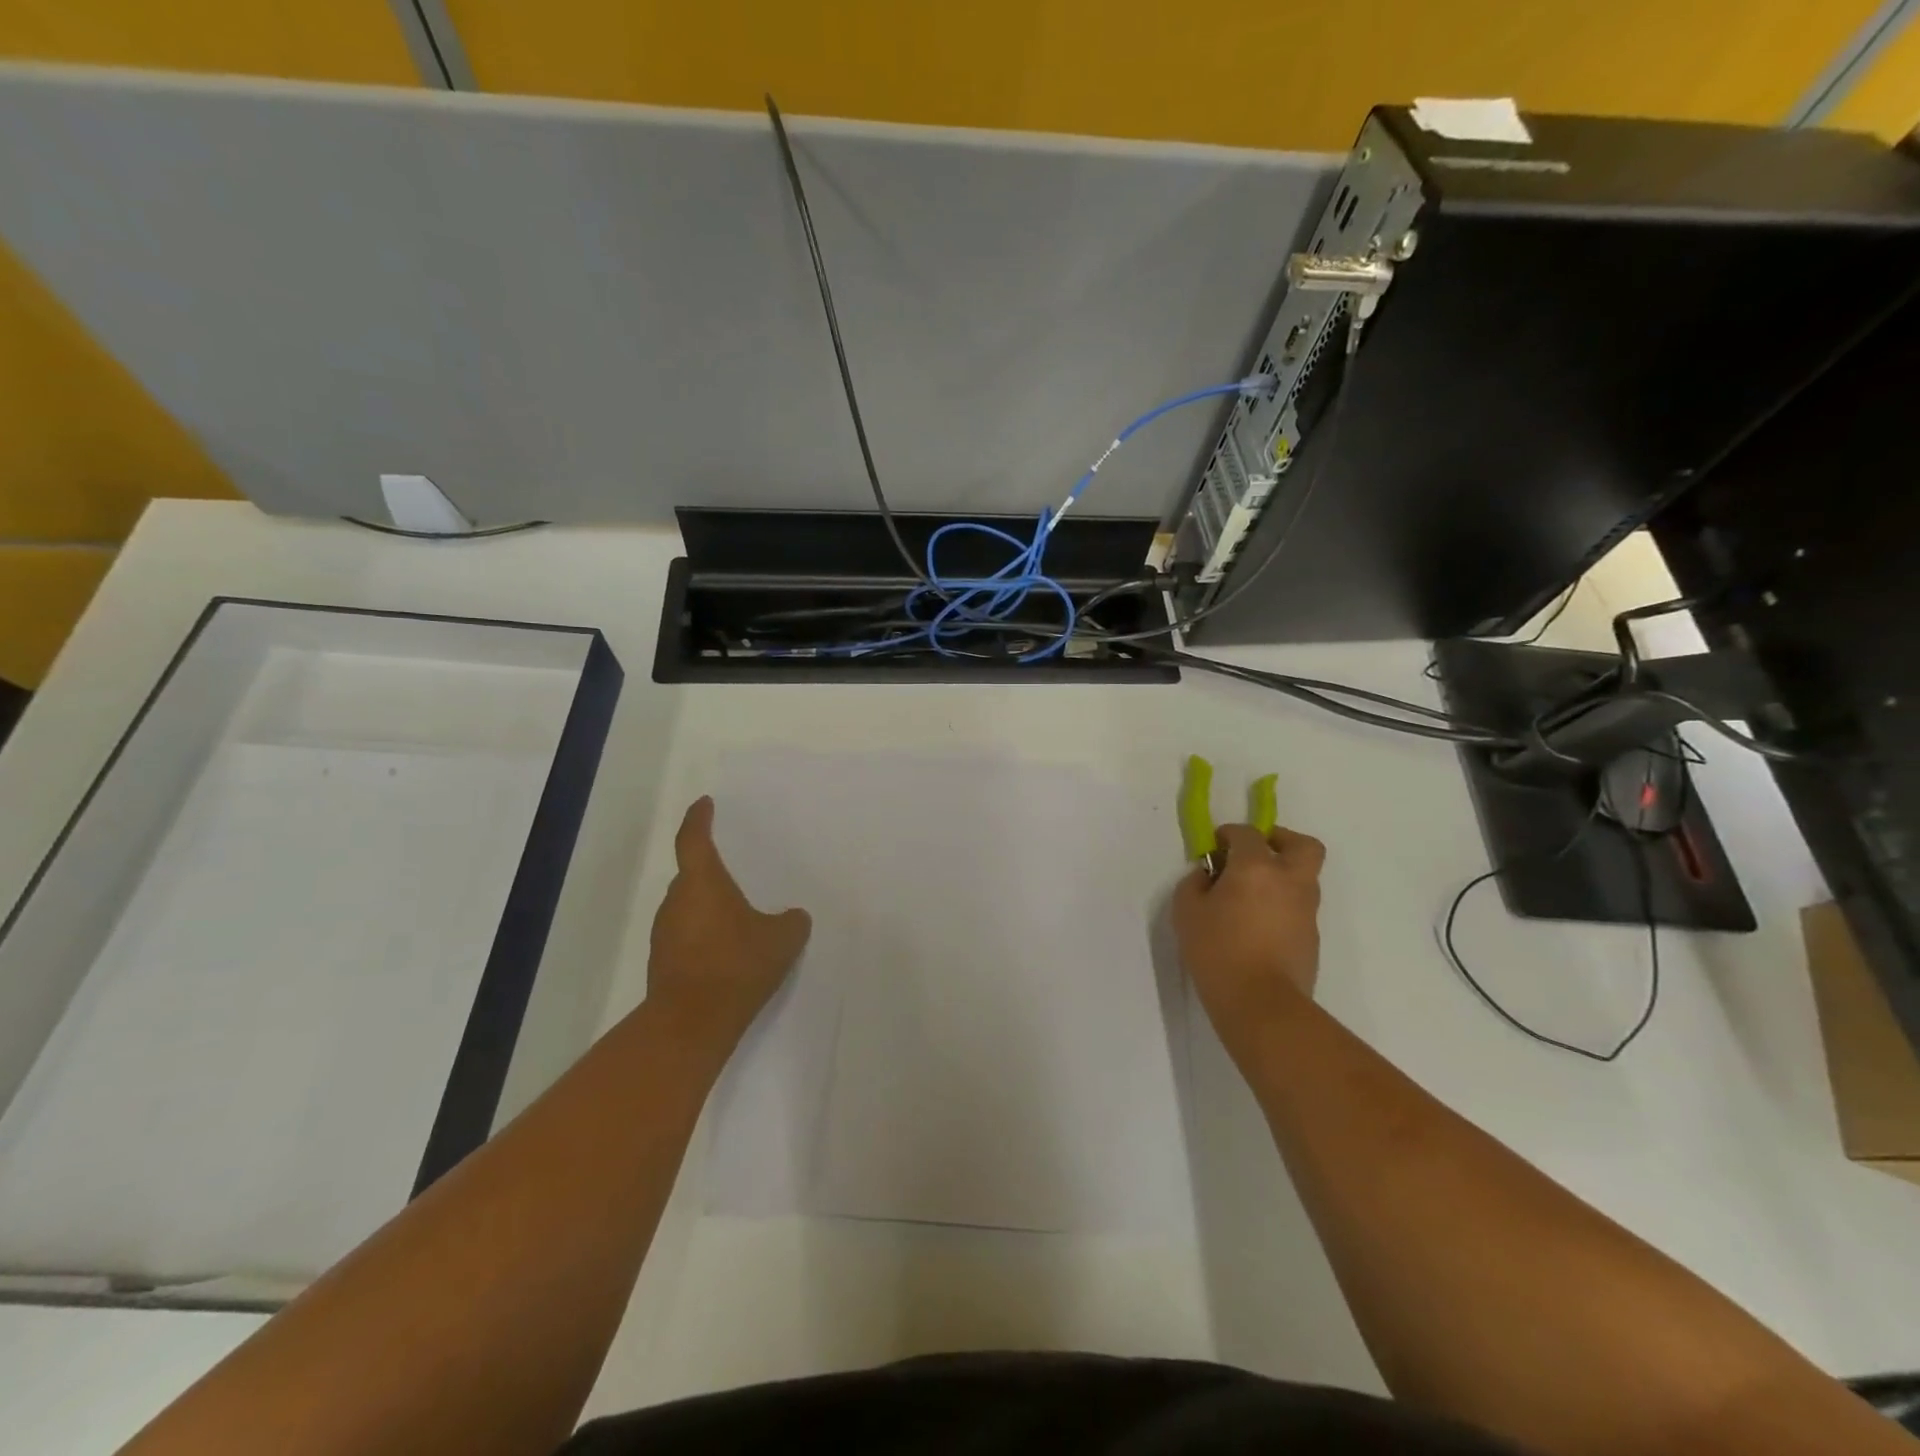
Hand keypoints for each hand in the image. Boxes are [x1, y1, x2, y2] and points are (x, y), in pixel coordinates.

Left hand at [647, 797, 811, 1049]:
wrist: (690, 1023)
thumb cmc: (736, 966)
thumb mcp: (781, 940)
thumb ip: (791, 922)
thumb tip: (794, 917)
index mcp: (702, 882)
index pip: (694, 839)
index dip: (699, 819)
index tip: (704, 804)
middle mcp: (677, 901)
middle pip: (691, 874)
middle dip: (711, 871)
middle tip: (735, 870)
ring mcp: (665, 933)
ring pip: (688, 906)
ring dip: (708, 906)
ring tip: (737, 915)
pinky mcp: (663, 961)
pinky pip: (686, 934)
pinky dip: (703, 933)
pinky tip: (727, 951)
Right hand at [1172, 821, 1325, 1051]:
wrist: (1260, 1003)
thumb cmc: (1217, 950)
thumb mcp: (1186, 911)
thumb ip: (1195, 883)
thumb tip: (1209, 876)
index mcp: (1257, 867)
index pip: (1248, 833)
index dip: (1229, 834)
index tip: (1215, 847)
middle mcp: (1290, 880)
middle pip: (1303, 845)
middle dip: (1281, 840)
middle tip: (1256, 853)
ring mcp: (1306, 910)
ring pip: (1304, 877)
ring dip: (1282, 875)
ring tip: (1250, 895)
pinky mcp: (1312, 937)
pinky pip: (1299, 907)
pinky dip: (1282, 904)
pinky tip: (1257, 924)